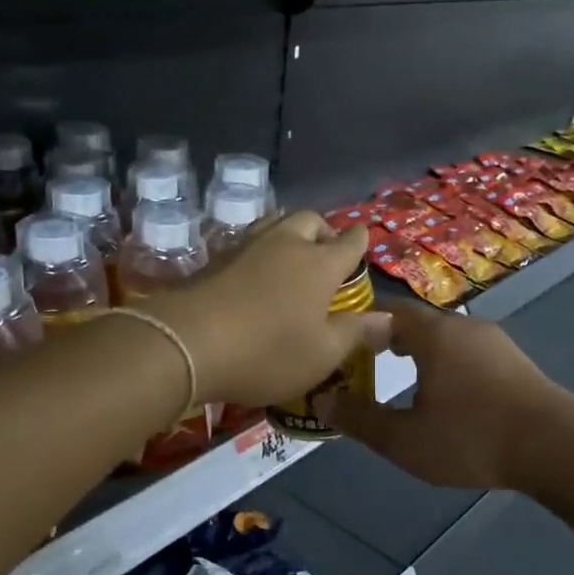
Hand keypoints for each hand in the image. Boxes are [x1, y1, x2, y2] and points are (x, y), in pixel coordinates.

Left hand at [144, 212, 389, 408]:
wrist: (186, 343)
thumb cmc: (267, 352)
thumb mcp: (321, 354)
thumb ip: (355, 332)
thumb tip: (387, 318)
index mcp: (320, 264)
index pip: (349, 241)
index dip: (360, 240)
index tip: (363, 242)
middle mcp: (286, 244)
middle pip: (310, 220)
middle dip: (324, 231)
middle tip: (325, 255)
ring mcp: (247, 246)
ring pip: (275, 222)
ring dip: (290, 233)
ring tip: (292, 257)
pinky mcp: (215, 257)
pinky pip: (248, 240)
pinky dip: (260, 249)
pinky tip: (255, 272)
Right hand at [315, 301, 572, 490]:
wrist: (556, 446)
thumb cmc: (471, 437)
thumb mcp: (404, 440)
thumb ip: (361, 419)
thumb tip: (322, 400)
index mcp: (432, 334)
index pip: (386, 311)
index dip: (360, 322)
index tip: (340, 342)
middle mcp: (462, 326)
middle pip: (416, 321)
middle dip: (388, 337)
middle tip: (365, 362)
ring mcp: (493, 341)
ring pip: (445, 336)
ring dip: (420, 350)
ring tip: (402, 376)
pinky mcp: (513, 360)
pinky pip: (467, 350)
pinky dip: (446, 362)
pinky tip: (446, 392)